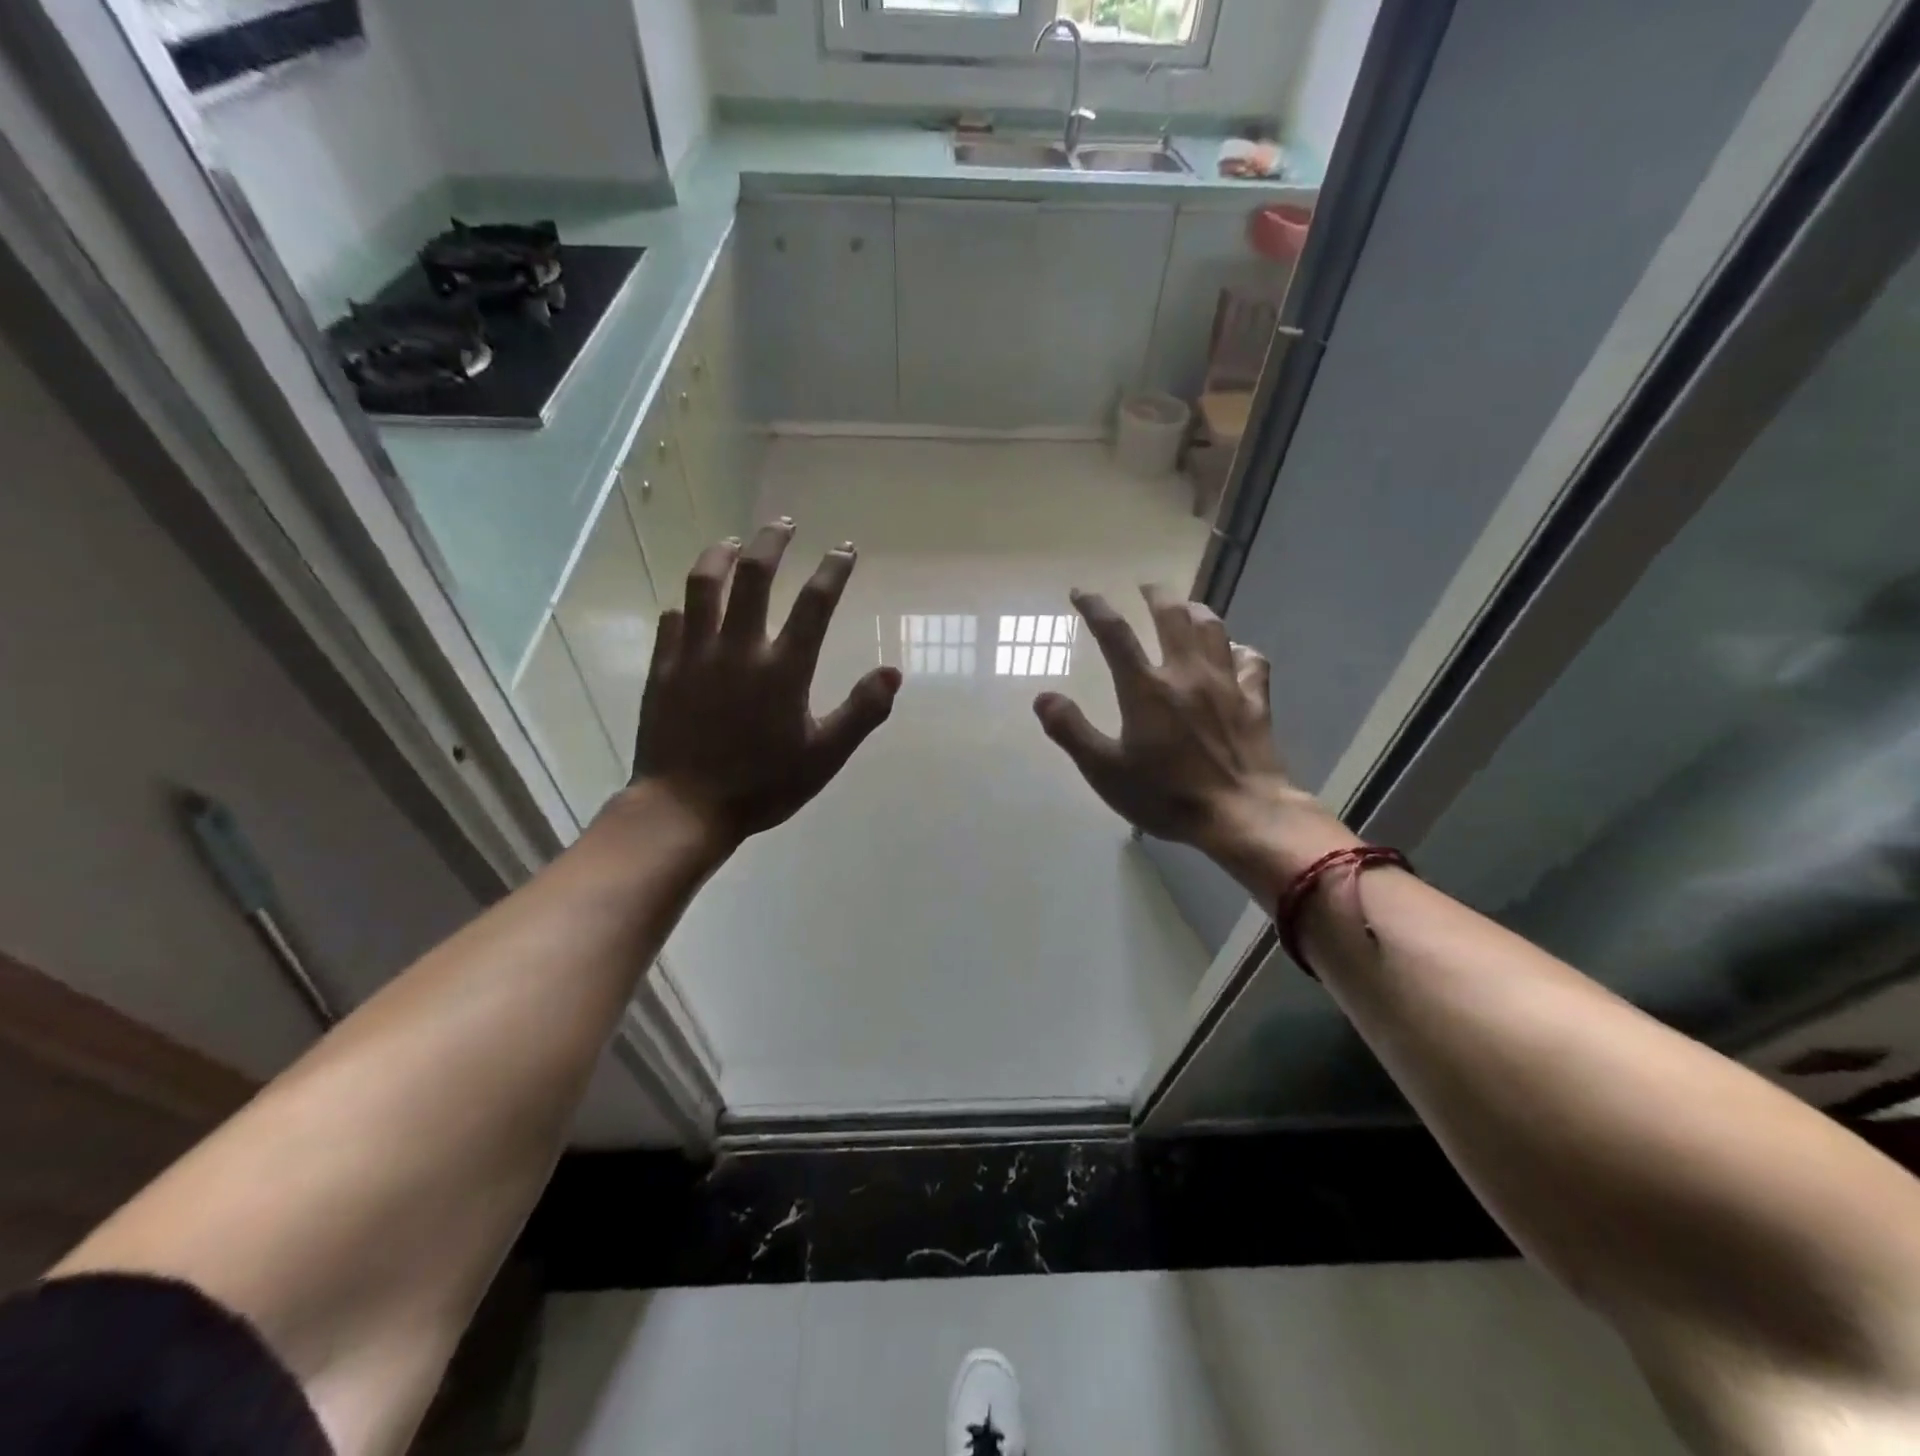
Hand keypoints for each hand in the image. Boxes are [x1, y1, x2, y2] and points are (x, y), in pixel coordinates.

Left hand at [632, 519, 900, 849]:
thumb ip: (861, 712)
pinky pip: (673, 621)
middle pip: (754, 575)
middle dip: (772, 542)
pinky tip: (690, 604)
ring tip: (732, 542)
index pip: (815, 603)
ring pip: (704, 585)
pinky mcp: (664, 668)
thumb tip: (893, 672)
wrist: (685, 808)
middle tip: (783, 524)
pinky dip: (687, 605)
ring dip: (720, 555)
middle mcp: (739, 648)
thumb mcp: (824, 756)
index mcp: (783, 668)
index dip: (834, 570)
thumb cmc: (762, 785)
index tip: (845, 548)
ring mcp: (695, 654)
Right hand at [1034, 585, 1355, 890]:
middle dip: (1155, 594)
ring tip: (1185, 607)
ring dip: (1196, 610)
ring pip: (1213, 628)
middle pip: (1172, 615)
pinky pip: (1251, 660)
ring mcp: (1226, 683)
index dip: (1094, 607)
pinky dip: (1239, 649)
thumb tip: (1042, 696)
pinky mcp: (1255, 700)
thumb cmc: (1167, 794)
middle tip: (1144, 586)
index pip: (1114, 634)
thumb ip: (1071, 731)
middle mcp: (1186, 672)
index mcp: (1146, 687)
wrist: (1241, 814)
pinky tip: (1234, 652)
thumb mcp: (1105, 771)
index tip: (1080, 593)